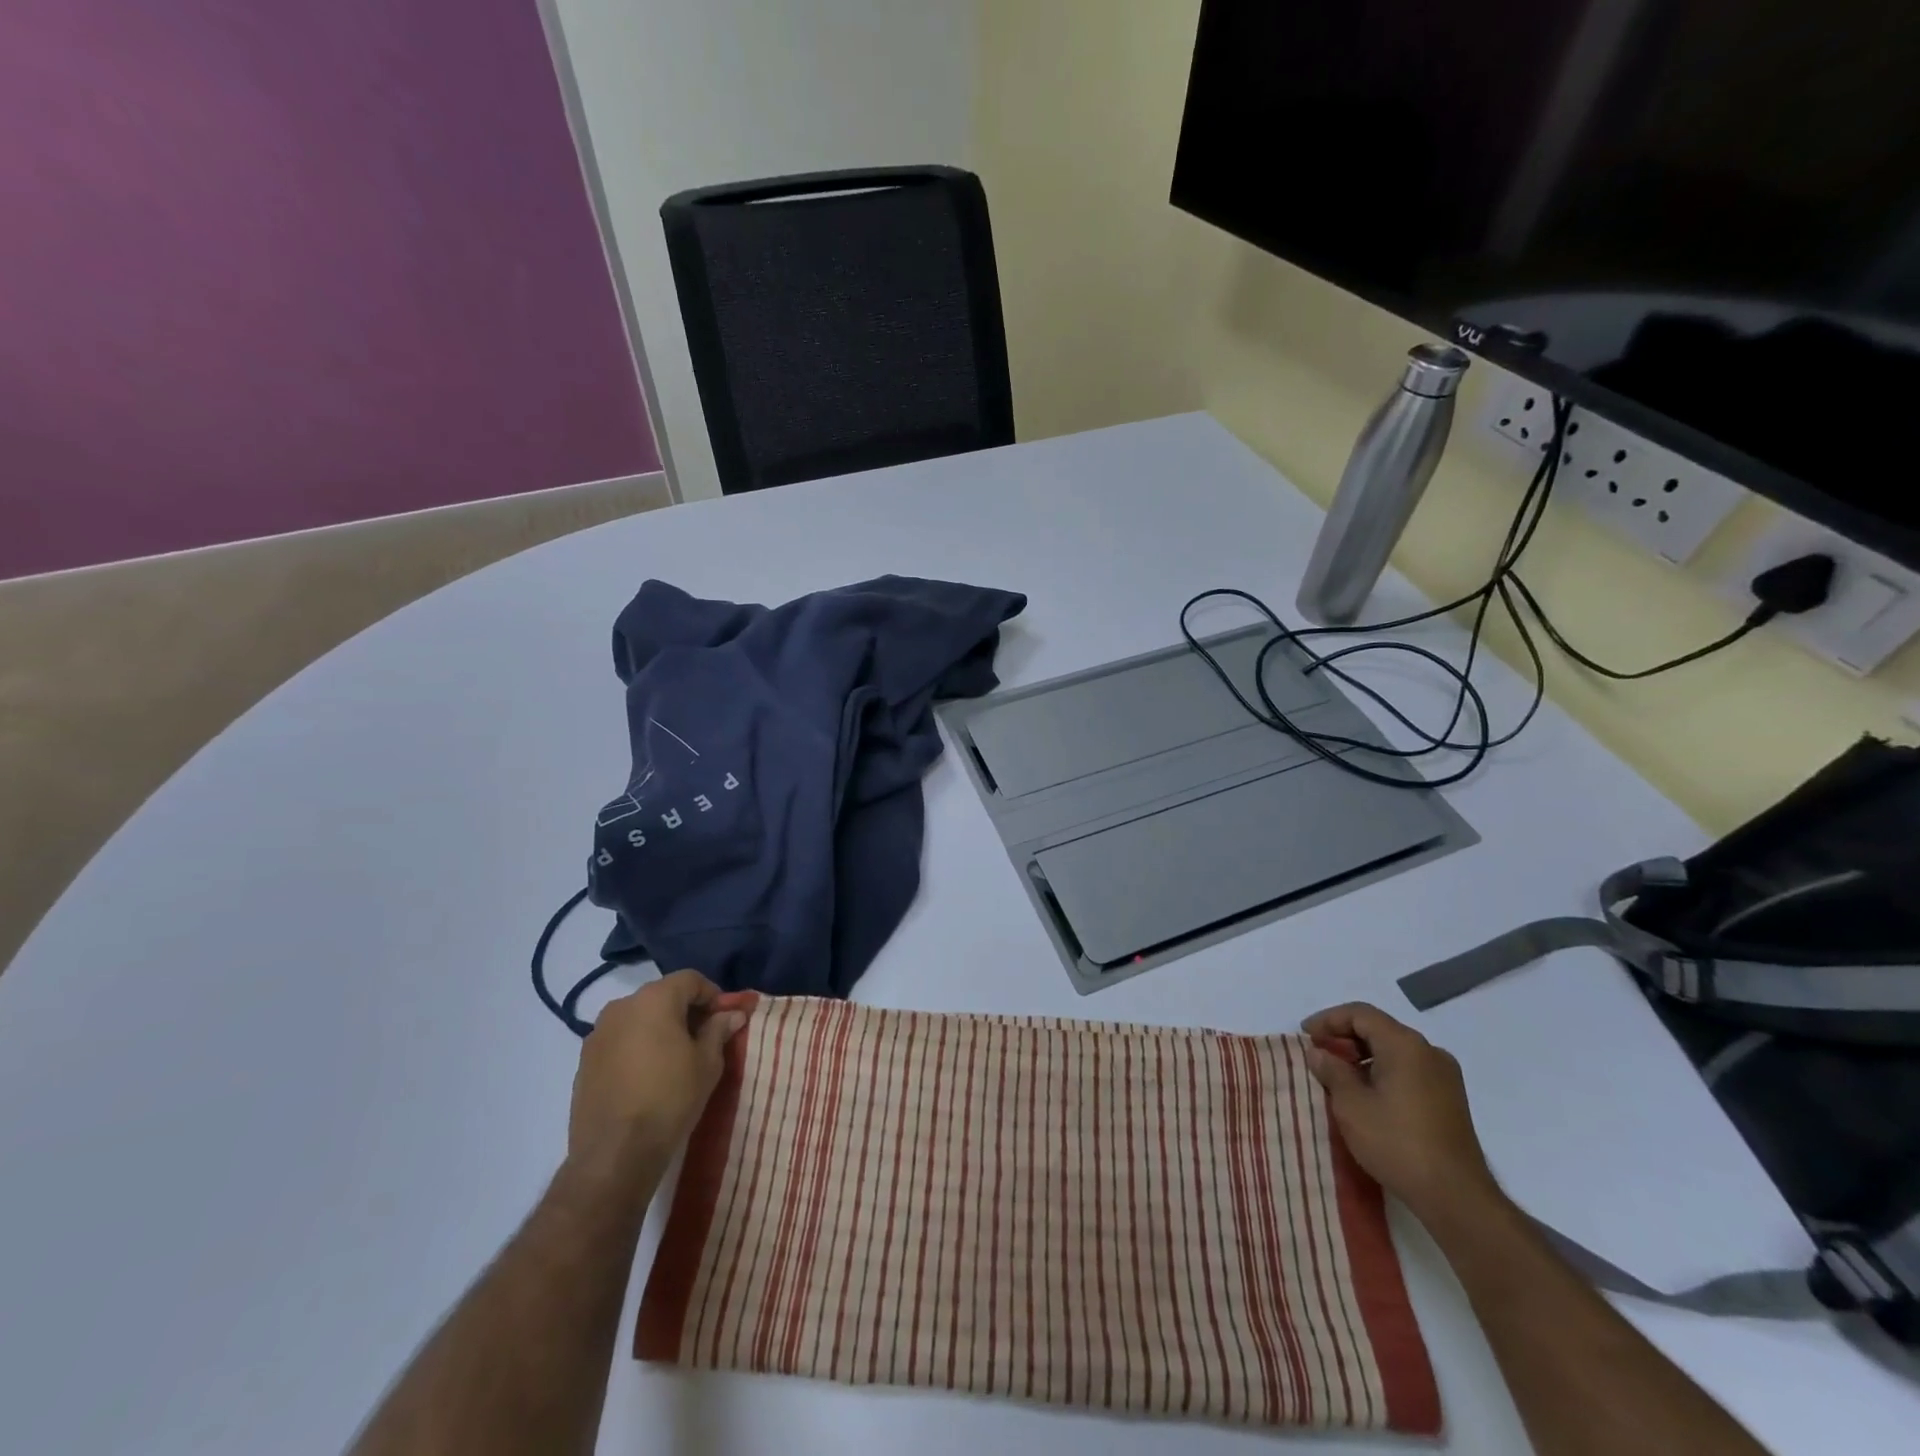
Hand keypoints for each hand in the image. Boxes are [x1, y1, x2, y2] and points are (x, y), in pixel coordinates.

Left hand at [567, 971, 748, 1184]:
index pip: (691, 979)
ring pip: (638, 1018)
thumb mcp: (707, 1063)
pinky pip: (619, 1040)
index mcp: (654, 999)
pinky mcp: (583, 1061)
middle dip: (685, 1011)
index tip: (724, 1019)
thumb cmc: (670, 1098)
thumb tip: (733, 1013)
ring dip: (659, 1028)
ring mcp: (597, 1033)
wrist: (615, 1154)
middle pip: (662, 996)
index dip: (712, 995)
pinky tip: (647, 1076)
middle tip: (703, 1038)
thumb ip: (719, 1030)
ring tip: (674, 1059)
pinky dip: (637, 1047)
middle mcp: (622, 1006)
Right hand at [1301, 1002, 1504, 1226]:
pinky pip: (1408, 1071)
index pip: (1360, 1014)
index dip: (1328, 1020)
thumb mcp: (1350, 1105)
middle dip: (1344, 1038)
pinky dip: (1383, 1072)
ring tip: (1337, 1078)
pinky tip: (1366, 1096)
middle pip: (1379, 1029)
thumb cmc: (1397, 1142)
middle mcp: (1429, 1052)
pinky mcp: (1450, 1100)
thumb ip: (1331, 1071)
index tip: (1305, 1036)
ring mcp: (1444, 1077)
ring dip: (1362, 1057)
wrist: (1456, 1197)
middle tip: (1318, 1056)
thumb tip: (1320, 1053)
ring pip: (1394, 1051)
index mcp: (1405, 1045)